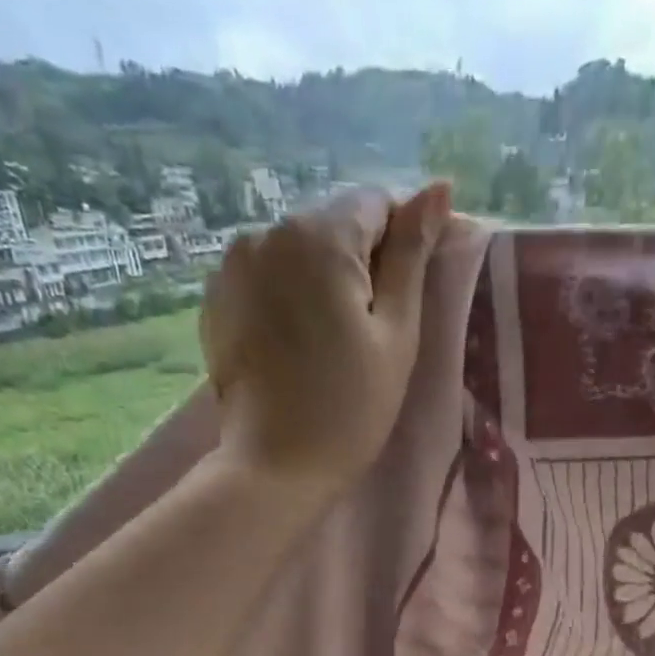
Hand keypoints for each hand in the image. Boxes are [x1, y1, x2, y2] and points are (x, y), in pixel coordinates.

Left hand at [201, 182, 451, 496]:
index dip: (400, 244)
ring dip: (320, 279)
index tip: (403, 297)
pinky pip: (266, 278)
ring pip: (297, 251)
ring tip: (329, 342)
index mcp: (320, 235)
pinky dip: (287, 297)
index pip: (376, 203)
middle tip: (369, 331)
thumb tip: (438, 188)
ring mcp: (233, 264)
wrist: (276, 467)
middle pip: (332, 225)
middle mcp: (268, 231)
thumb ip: (413, 256)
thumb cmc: (350, 408)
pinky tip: (295, 346)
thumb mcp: (396, 335)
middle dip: (358, 263)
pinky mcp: (216, 298)